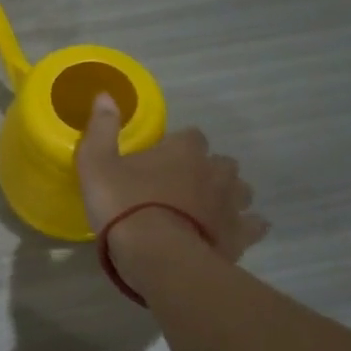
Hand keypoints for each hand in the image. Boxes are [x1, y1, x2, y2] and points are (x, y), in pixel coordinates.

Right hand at [75, 94, 266, 260]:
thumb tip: (106, 94)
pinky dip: (245, 227)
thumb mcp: (97, 164)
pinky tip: (231, 234)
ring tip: (207, 210)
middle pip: (221, 163)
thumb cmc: (124, 206)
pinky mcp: (239, 236)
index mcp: (183, 150)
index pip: (190, 135)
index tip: (161, 160)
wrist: (157, 256)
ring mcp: (231, 204)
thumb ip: (102, 129)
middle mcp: (214, 171)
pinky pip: (253, 226)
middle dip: (208, 171)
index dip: (177, 146)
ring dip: (228, 196)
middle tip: (184, 187)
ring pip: (241, 191)